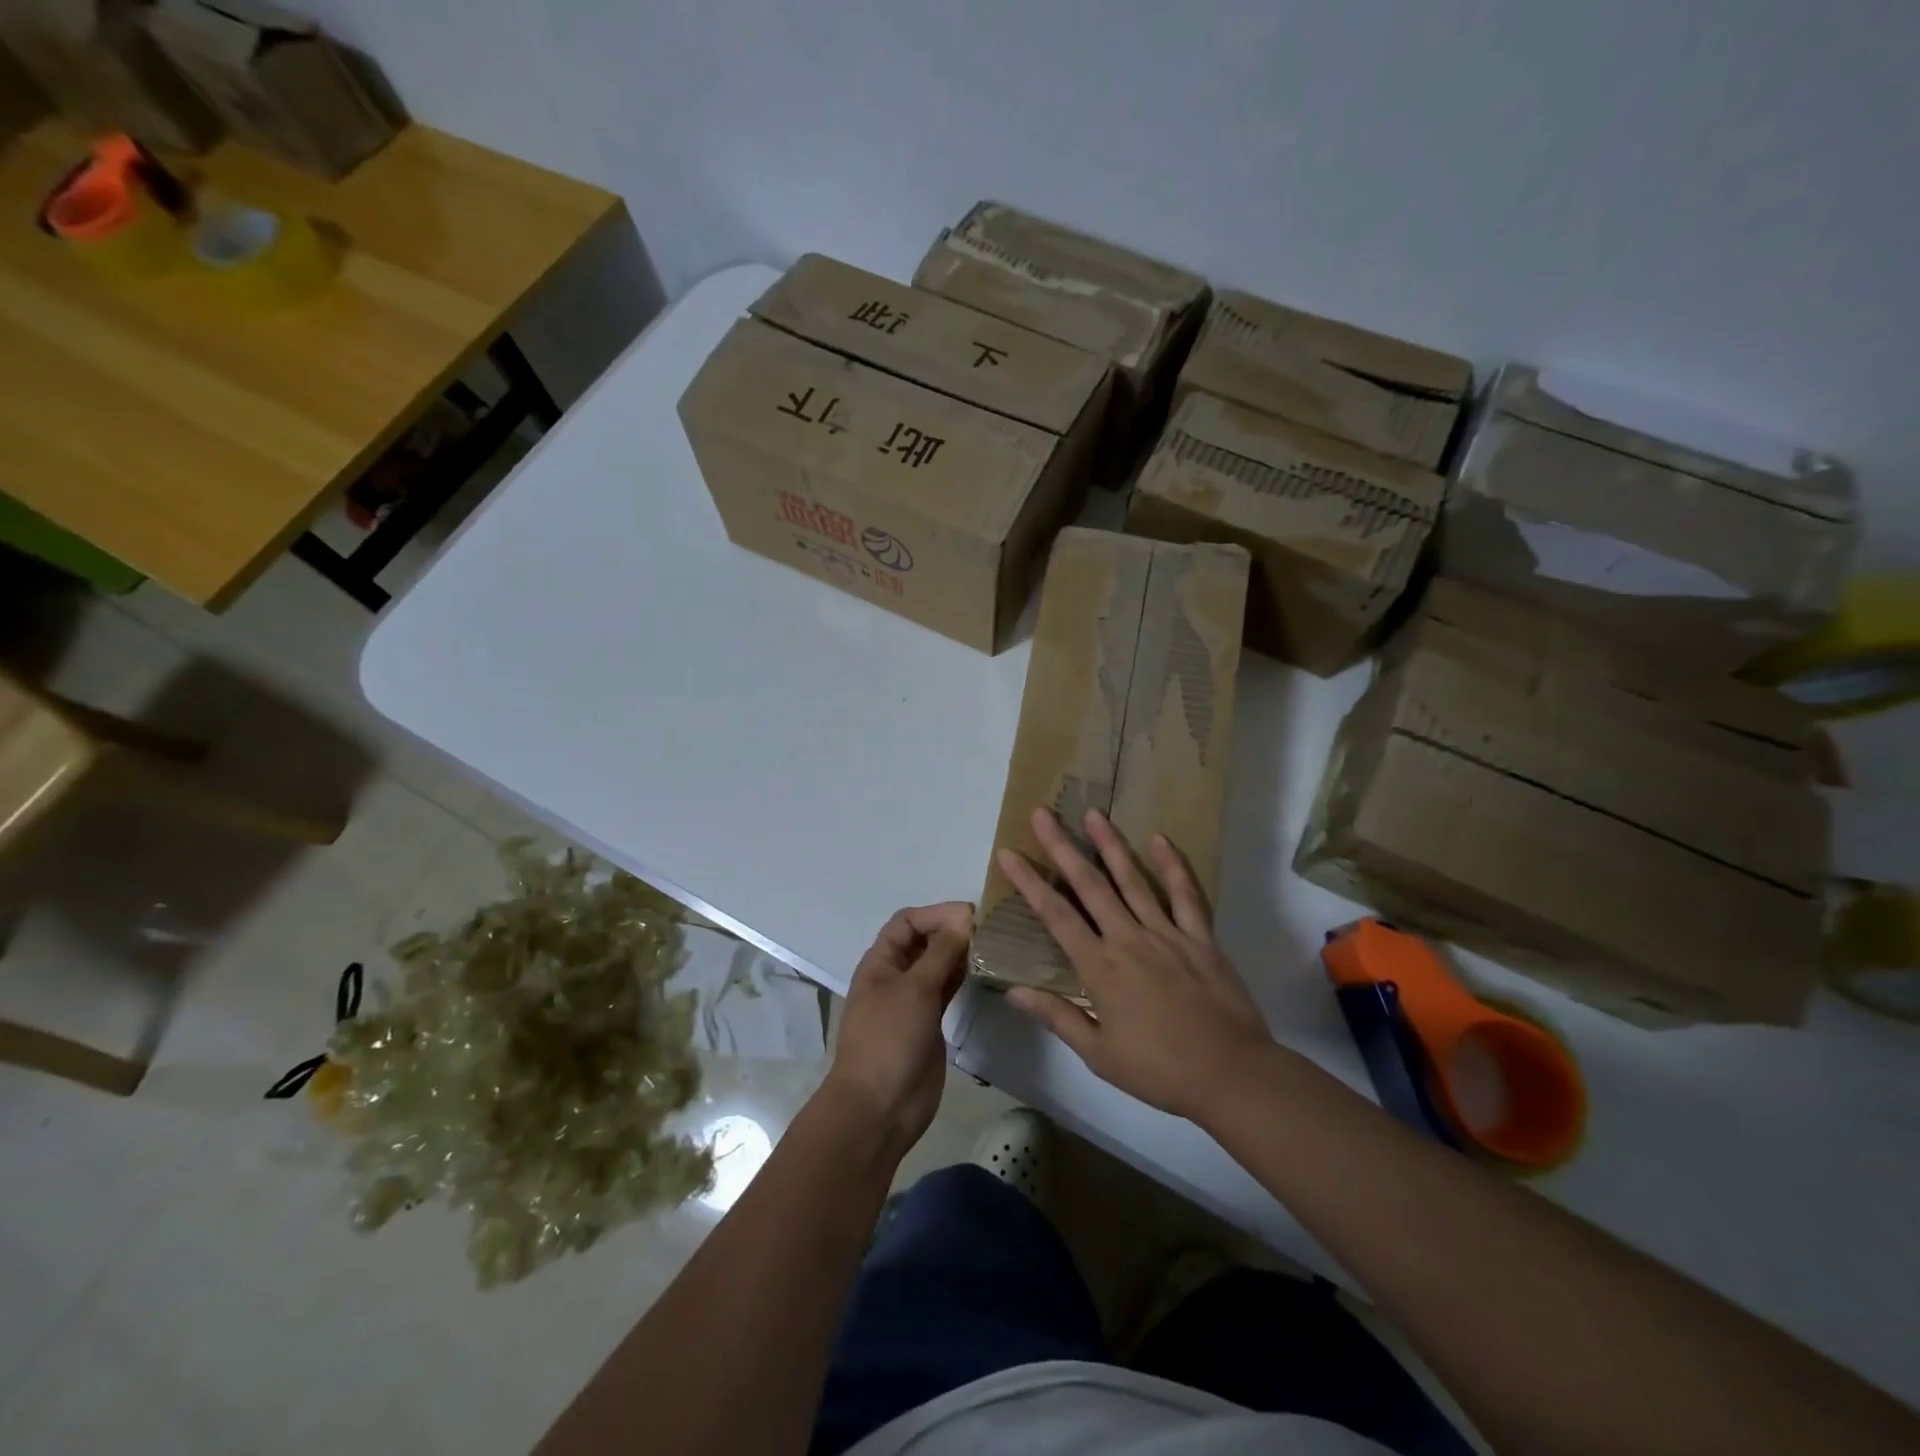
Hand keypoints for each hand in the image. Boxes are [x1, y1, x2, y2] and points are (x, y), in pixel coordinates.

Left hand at [822, 901, 972, 1160]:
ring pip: (938, 965)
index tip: (971, 915)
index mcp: (881, 962)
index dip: (936, 913)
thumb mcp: (915, 989)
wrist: (880, 1108)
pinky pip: (947, 989)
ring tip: (993, 947)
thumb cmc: (889, 1039)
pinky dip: (963, 977)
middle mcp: (896, 975)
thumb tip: (964, 919)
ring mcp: (913, 1000)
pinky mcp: (929, 1022)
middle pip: (924, 941)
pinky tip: (985, 971)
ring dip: (961, 954)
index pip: (908, 922)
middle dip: (952, 931)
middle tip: (990, 930)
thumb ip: (941, 952)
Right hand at [998, 807, 1273, 1121]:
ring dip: (1110, 844)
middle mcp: (1129, 938)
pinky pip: (1185, 894)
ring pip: (1133, 879)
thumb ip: (1057, 1016)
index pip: (1056, 915)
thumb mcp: (1099, 1054)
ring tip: (1092, 813)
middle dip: (1062, 847)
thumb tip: (1013, 991)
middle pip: (1089, 885)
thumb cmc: (1159, 1070)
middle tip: (1043, 814)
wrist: (1232, 1074)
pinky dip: (1172, 866)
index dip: (1029, 882)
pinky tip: (1159, 840)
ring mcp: (1167, 933)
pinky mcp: (1201, 937)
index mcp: (1100, 967)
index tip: (1008, 853)